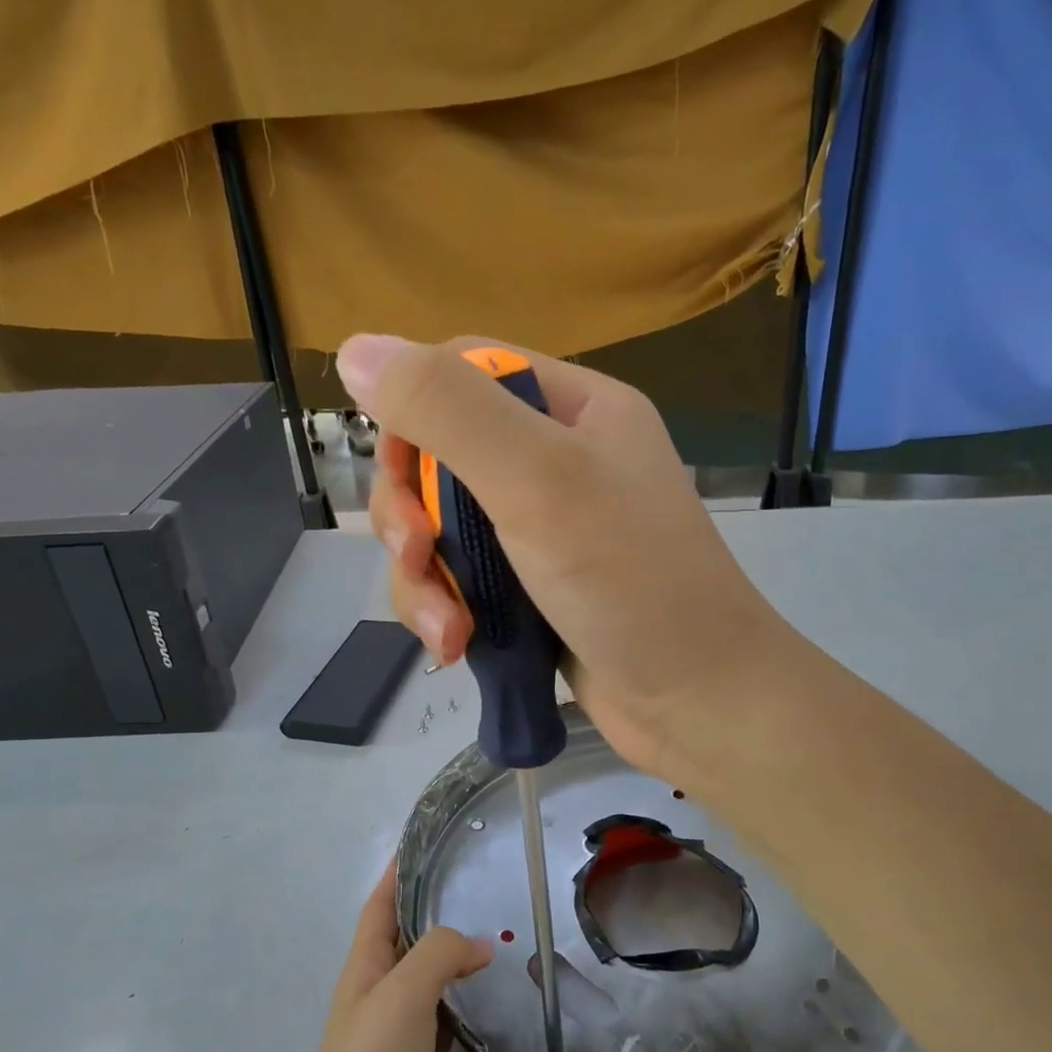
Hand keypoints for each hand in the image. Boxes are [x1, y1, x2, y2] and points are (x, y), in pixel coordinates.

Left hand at [278, 863, 492, 1051]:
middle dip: (441, 905)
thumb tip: (480, 945)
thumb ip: (438, 955)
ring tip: (510, 925)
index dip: (399, 870)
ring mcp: (406, 1033)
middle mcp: (383, 993)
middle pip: (412, 936)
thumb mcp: (400, 997)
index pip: (381, 904)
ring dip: (464, 952)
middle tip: (491, 878)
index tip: (432, 838)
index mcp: (364, 969)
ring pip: (437, 976)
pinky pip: (455, 1016)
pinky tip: (507, 990)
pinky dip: (476, 997)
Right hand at [339, 333, 795, 779]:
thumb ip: (449, 410)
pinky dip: (445, 612)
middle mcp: (556, 463)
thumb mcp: (538, 479)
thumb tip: (356, 349)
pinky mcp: (528, 593)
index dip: (414, 412)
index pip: (465, 373)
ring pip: (439, 530)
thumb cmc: (629, 582)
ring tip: (448, 629)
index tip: (399, 473)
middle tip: (415, 554)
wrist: (695, 702)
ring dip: (423, 579)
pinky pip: (459, 582)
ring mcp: (541, 533)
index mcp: (574, 410)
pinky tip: (456, 647)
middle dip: (410, 513)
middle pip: (439, 458)